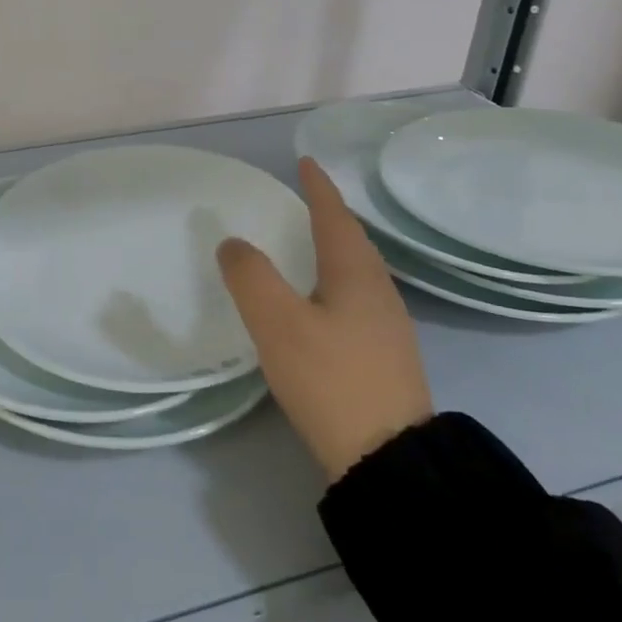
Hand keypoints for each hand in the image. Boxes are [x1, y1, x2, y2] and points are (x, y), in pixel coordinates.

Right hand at [218, 157, 431, 482]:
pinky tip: (321, 301)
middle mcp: (378, 292)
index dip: (318, 188)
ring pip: (357, 270)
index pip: (335, 216)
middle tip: (303, 199)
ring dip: (334, 247)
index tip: (305, 162)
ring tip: (309, 243)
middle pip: (353, 240)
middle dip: (328, 215)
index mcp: (356, 274)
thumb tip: (234, 243)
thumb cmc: (330, 379)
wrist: (388, 459)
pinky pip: (356, 296)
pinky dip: (335, 280)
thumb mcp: (278, 323)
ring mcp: (387, 326)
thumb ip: (251, 276)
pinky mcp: (384, 355)